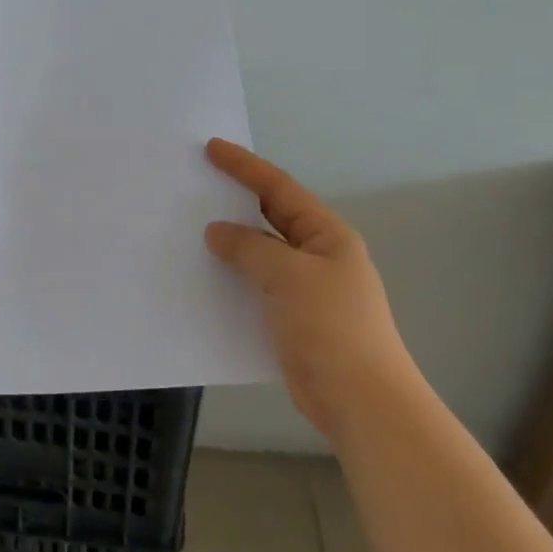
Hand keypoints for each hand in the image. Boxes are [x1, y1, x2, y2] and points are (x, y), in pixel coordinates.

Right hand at [203, 139, 406, 439]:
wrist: (362, 402)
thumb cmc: (332, 328)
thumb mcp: (289, 276)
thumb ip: (249, 248)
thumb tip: (217, 232)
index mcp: (326, 235)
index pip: (280, 189)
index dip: (246, 166)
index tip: (212, 149)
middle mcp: (317, 255)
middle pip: (270, 217)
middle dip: (236, 201)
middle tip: (197, 185)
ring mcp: (306, 289)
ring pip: (260, 253)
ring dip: (230, 242)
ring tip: (190, 227)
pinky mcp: (292, 319)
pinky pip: (256, 286)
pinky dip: (232, 277)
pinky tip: (205, 277)